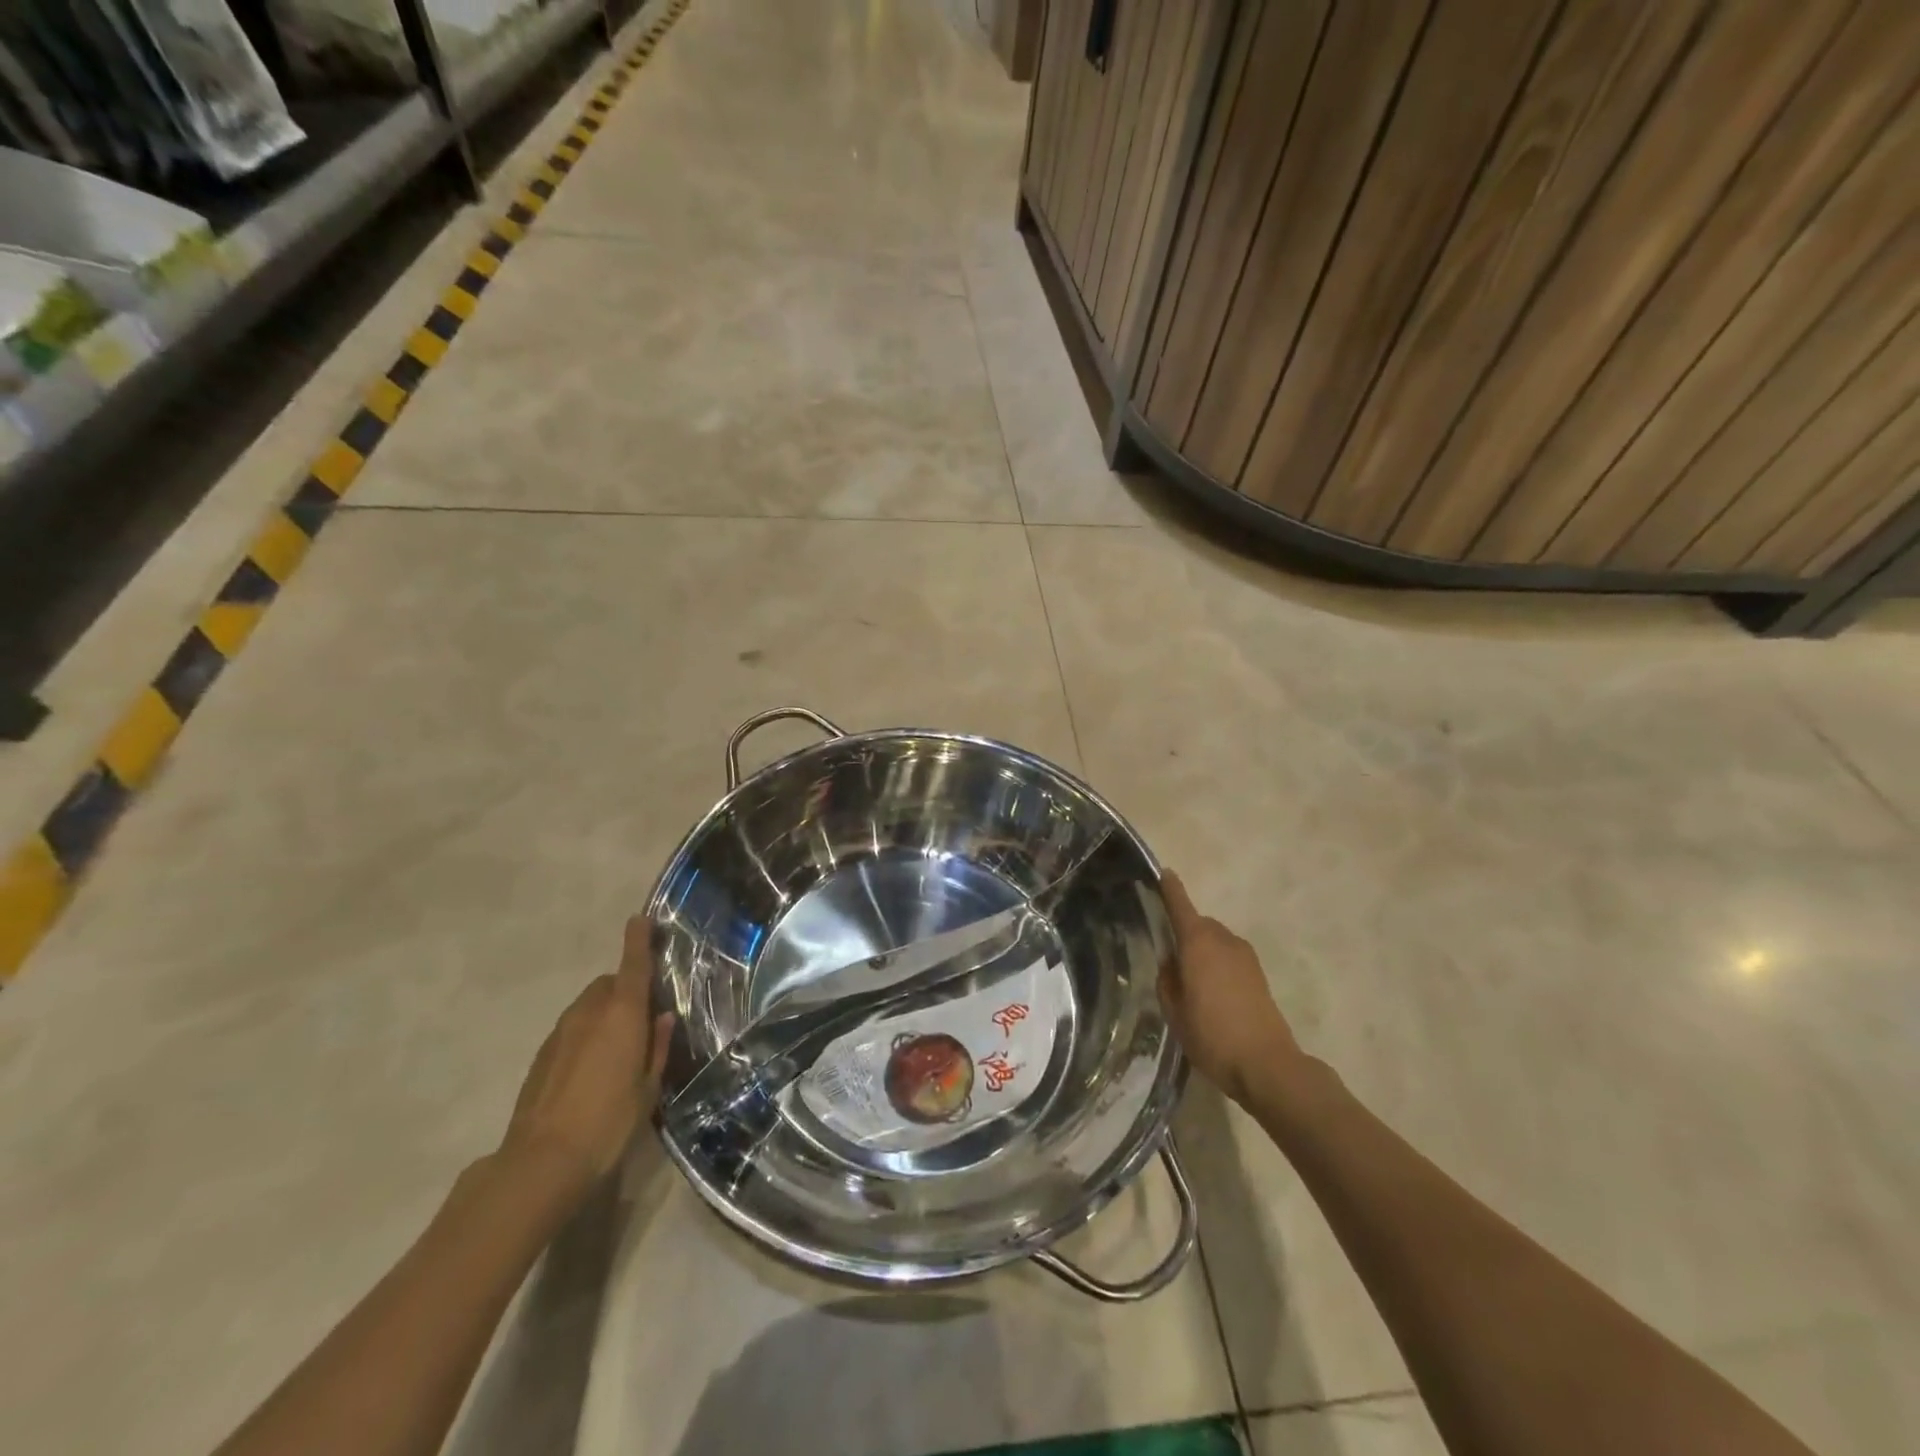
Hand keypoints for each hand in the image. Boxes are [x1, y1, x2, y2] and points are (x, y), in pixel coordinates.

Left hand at [500, 916, 673, 1207]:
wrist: (541, 1162)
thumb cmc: (609, 1122)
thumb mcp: (648, 1087)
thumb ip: (656, 1046)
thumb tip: (660, 1017)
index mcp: (622, 1015)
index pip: (633, 965)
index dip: (637, 940)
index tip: (640, 919)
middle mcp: (589, 1014)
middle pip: (608, 985)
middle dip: (624, 989)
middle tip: (641, 1015)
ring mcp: (560, 1034)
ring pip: (587, 1007)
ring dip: (603, 1013)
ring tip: (616, 1047)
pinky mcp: (541, 1057)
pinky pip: (570, 1030)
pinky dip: (584, 1035)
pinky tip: (590, 1069)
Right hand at [1158, 871, 1301, 1106]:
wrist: (1266, 1065)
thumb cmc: (1212, 1036)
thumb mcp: (1175, 1011)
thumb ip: (1168, 980)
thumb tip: (1171, 963)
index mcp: (1198, 943)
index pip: (1180, 906)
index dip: (1171, 889)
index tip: (1164, 873)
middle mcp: (1223, 940)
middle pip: (1199, 924)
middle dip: (1185, 932)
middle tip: (1170, 959)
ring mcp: (1245, 956)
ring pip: (1216, 941)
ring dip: (1202, 950)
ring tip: (1191, 982)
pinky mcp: (1259, 974)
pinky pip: (1229, 956)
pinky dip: (1217, 963)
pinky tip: (1212, 993)